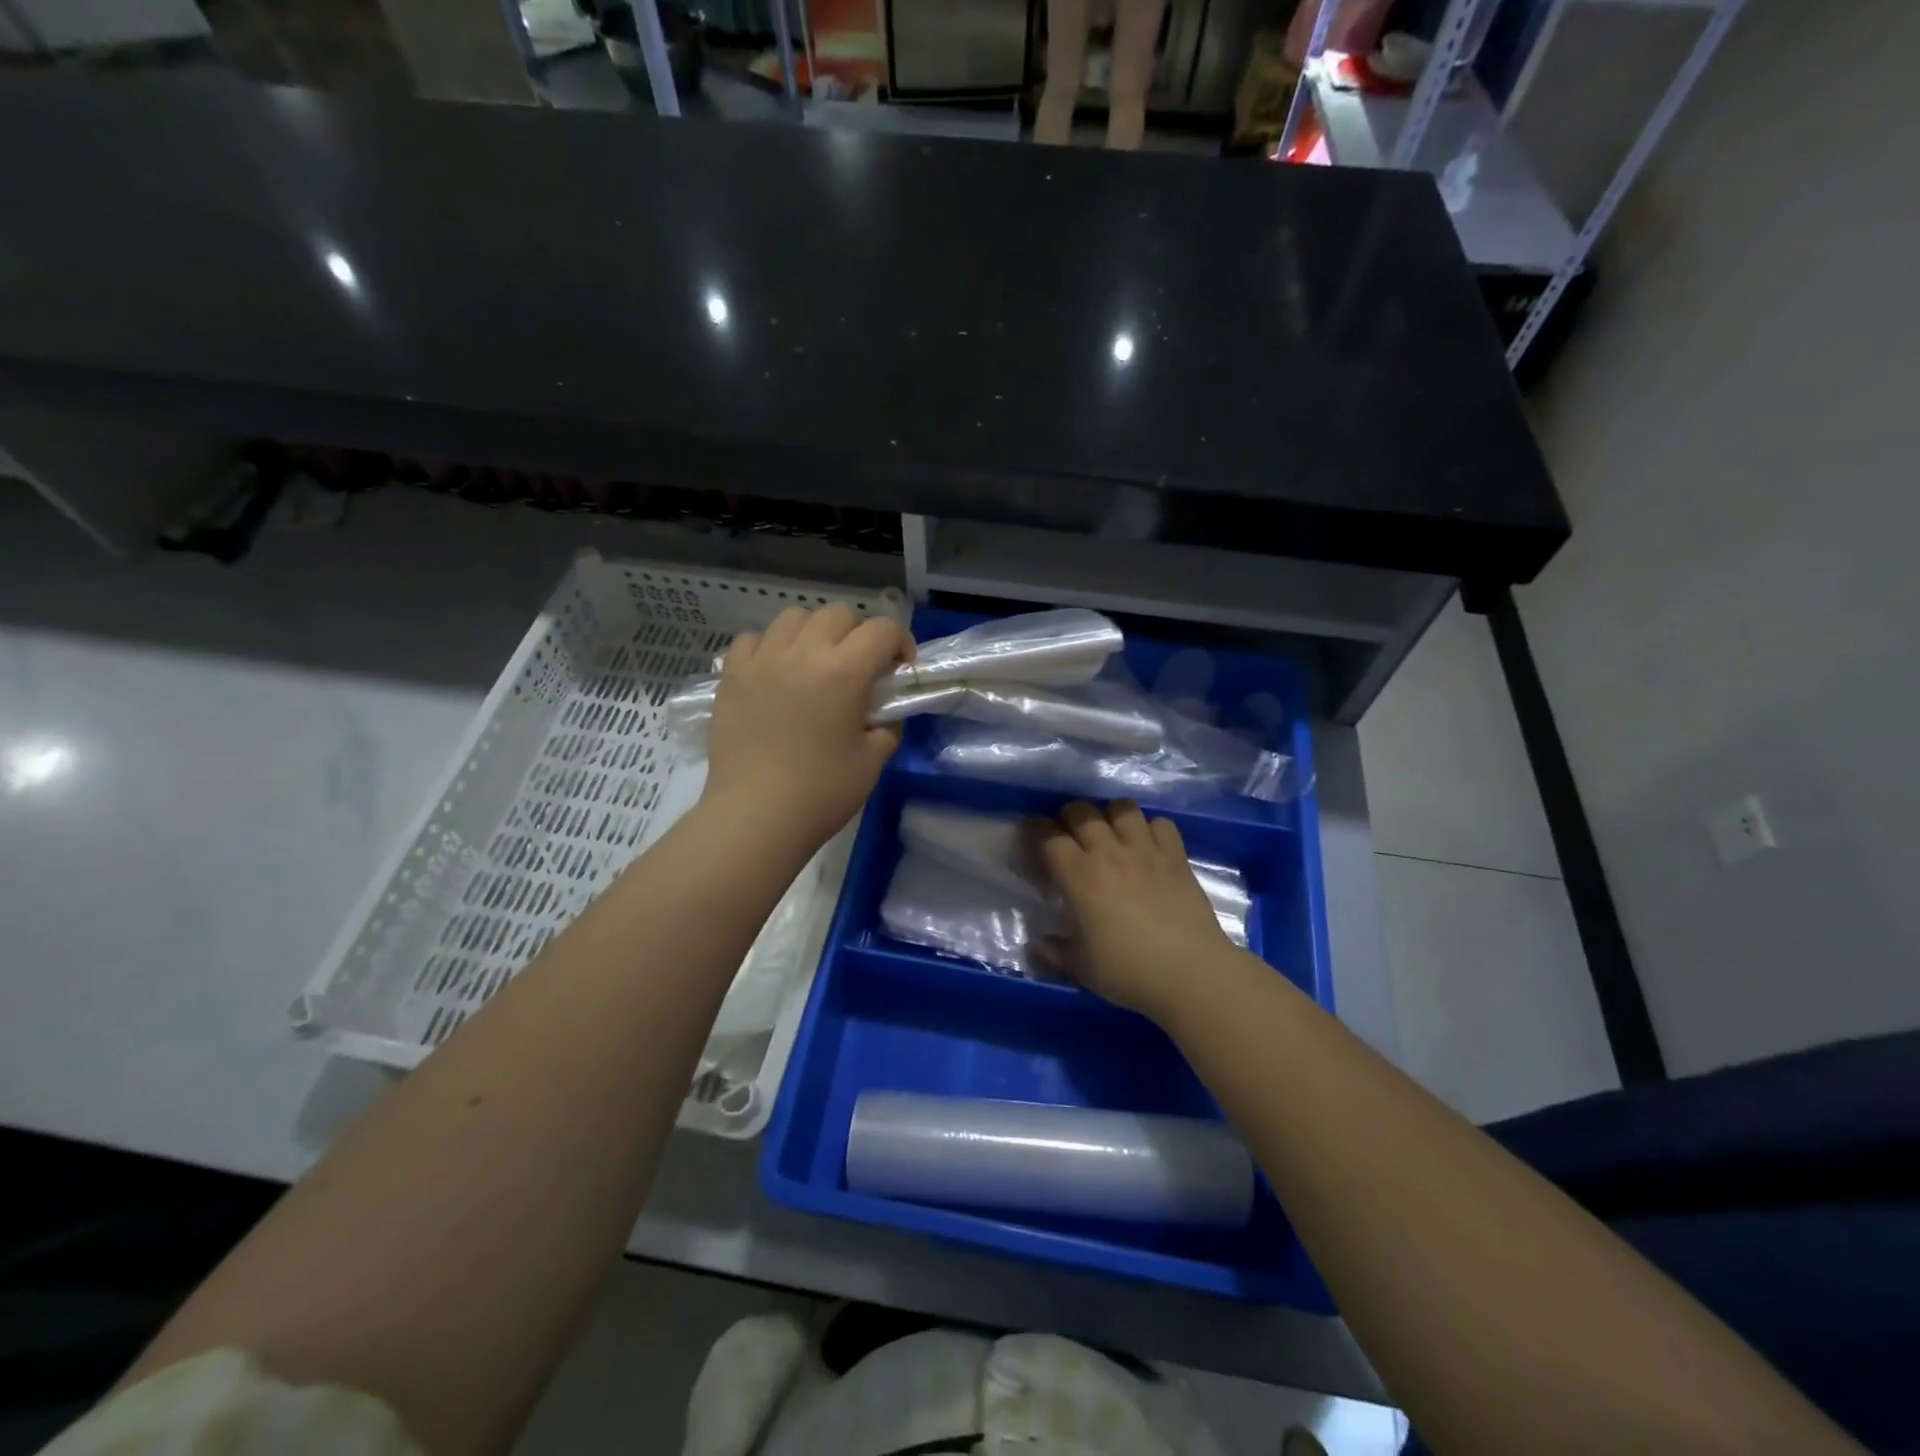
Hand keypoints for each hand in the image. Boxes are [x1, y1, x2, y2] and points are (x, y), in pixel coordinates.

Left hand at [703, 604, 911, 850]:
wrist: (755, 817)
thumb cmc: (822, 792)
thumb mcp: (873, 760)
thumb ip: (887, 724)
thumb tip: (883, 709)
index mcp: (844, 671)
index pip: (883, 630)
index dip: (900, 643)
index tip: (899, 670)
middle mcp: (803, 652)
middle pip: (839, 614)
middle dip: (859, 634)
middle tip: (860, 669)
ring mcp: (762, 660)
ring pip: (794, 618)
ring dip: (814, 633)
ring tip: (815, 665)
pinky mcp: (732, 675)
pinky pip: (754, 639)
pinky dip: (771, 647)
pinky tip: (776, 674)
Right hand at [1031, 799, 1237, 1023]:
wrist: (1190, 973)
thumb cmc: (1128, 971)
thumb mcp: (1081, 968)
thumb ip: (1054, 951)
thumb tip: (1037, 943)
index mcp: (1079, 877)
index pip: (1049, 837)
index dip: (1036, 829)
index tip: (1032, 832)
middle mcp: (1109, 853)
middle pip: (1082, 812)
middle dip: (1070, 815)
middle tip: (1070, 832)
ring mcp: (1146, 850)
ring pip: (1123, 808)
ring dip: (1111, 814)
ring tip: (1110, 830)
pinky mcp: (1176, 856)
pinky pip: (1161, 824)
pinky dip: (1151, 828)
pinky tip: (1148, 844)